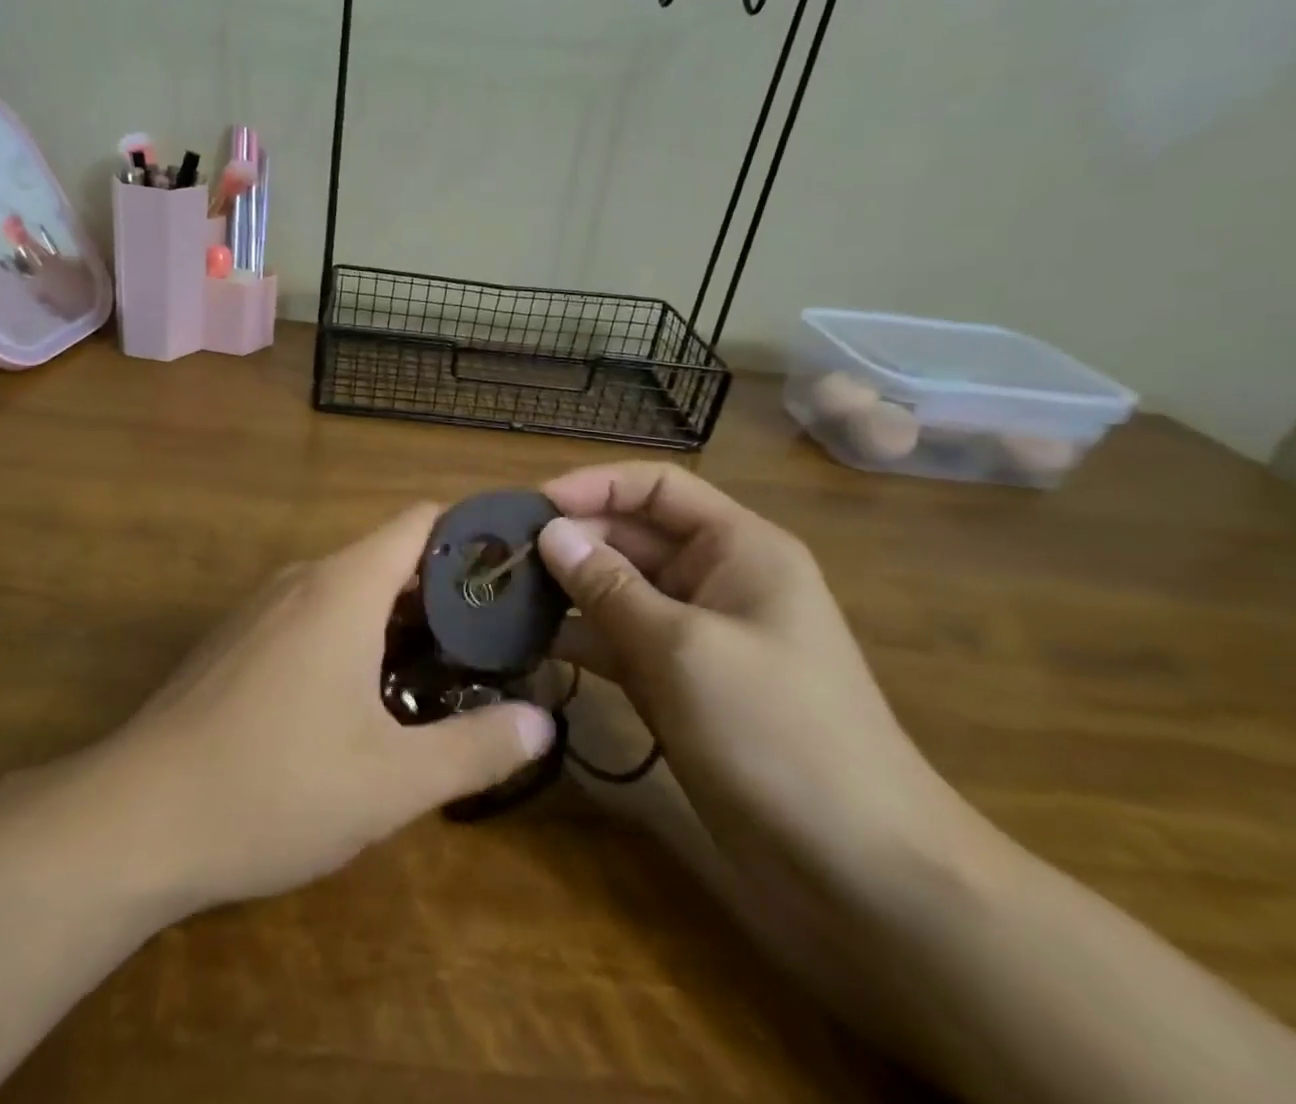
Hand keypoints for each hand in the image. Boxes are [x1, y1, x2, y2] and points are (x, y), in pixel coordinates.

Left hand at [107, 505, 557, 909]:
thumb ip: (477, 748)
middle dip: (443, 593)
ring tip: (442, 674)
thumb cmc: (275, 786)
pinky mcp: (236, 641)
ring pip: (348, 589)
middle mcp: (301, 579)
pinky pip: (311, 616)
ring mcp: (261, 608)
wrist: (136, 818)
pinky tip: (362, 701)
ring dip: (397, 620)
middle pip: (387, 557)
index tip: (513, 575)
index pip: (419, 522)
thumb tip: (543, 722)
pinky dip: (351, 636)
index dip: (471, 536)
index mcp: (342, 586)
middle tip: (494, 643)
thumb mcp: (392, 781)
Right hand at [537, 463, 974, 901]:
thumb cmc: (777, 733)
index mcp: (738, 548)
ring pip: (617, 589)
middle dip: (570, 541)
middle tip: (501, 558)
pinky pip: (617, 640)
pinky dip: (577, 638)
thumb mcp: (684, 649)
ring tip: (500, 596)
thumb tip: (549, 533)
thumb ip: (609, 587)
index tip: (531, 507)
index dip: (594, 486)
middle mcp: (715, 578)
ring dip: (564, 590)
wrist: (858, 870)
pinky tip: (527, 643)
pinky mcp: (676, 681)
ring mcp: (694, 633)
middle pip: (630, 536)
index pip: (656, 488)